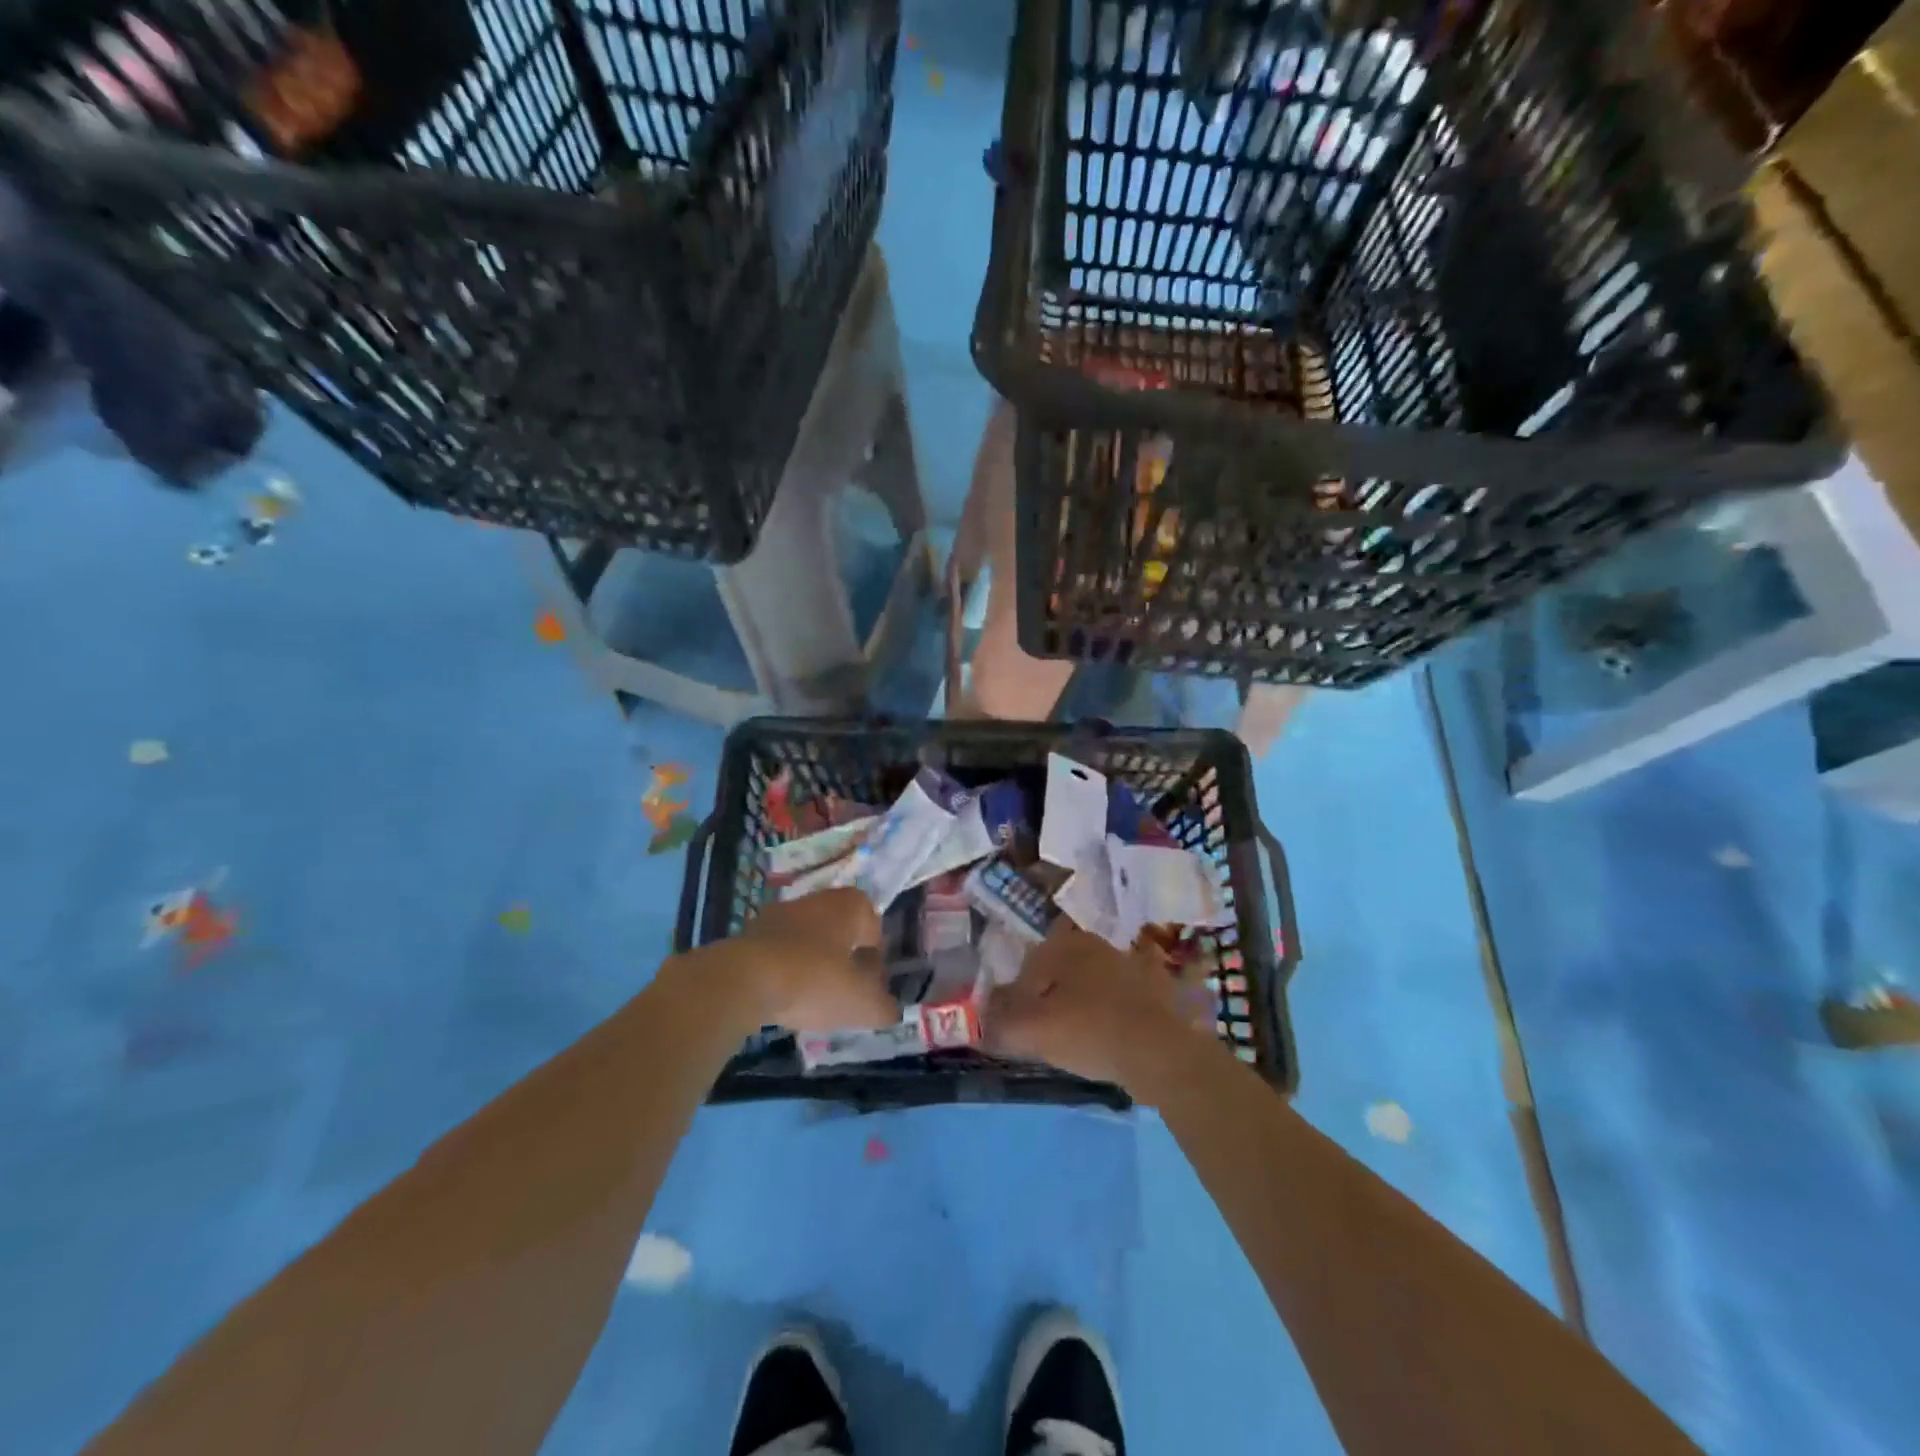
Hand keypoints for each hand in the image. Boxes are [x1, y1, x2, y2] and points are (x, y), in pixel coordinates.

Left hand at [724, 888, 892, 1033]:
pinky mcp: (750, 933)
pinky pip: (779, 951)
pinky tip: (783, 997)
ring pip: (808, 939)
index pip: (873, 925)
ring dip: (813, 964)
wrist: (744, 980)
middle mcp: (817, 899)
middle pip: (840, 930)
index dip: (875, 957)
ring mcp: (780, 913)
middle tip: (844, 992)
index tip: (870, 985)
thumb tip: (890, 1009)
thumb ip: (883, 1007)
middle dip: (844, 958)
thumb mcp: (861, 1003)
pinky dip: (785, 970)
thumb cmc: (815, 981)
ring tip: (812, 999)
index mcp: (850, 905)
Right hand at [985, 921, 1217, 1099]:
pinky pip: (1117, 1000)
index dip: (1017, 997)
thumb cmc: (1089, 1031)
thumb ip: (1001, 1024)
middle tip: (1042, 1031)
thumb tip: (983, 1023)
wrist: (1159, 1053)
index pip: (1029, 966)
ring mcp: (1129, 964)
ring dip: (1078, 1006)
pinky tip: (1105, 1038)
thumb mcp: (1033, 1031)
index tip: (1017, 1025)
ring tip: (1073, 1039)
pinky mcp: (1153, 989)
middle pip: (1059, 972)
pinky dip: (1107, 1015)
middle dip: (1048, 998)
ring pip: (1088, 984)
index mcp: (1067, 944)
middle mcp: (1097, 945)